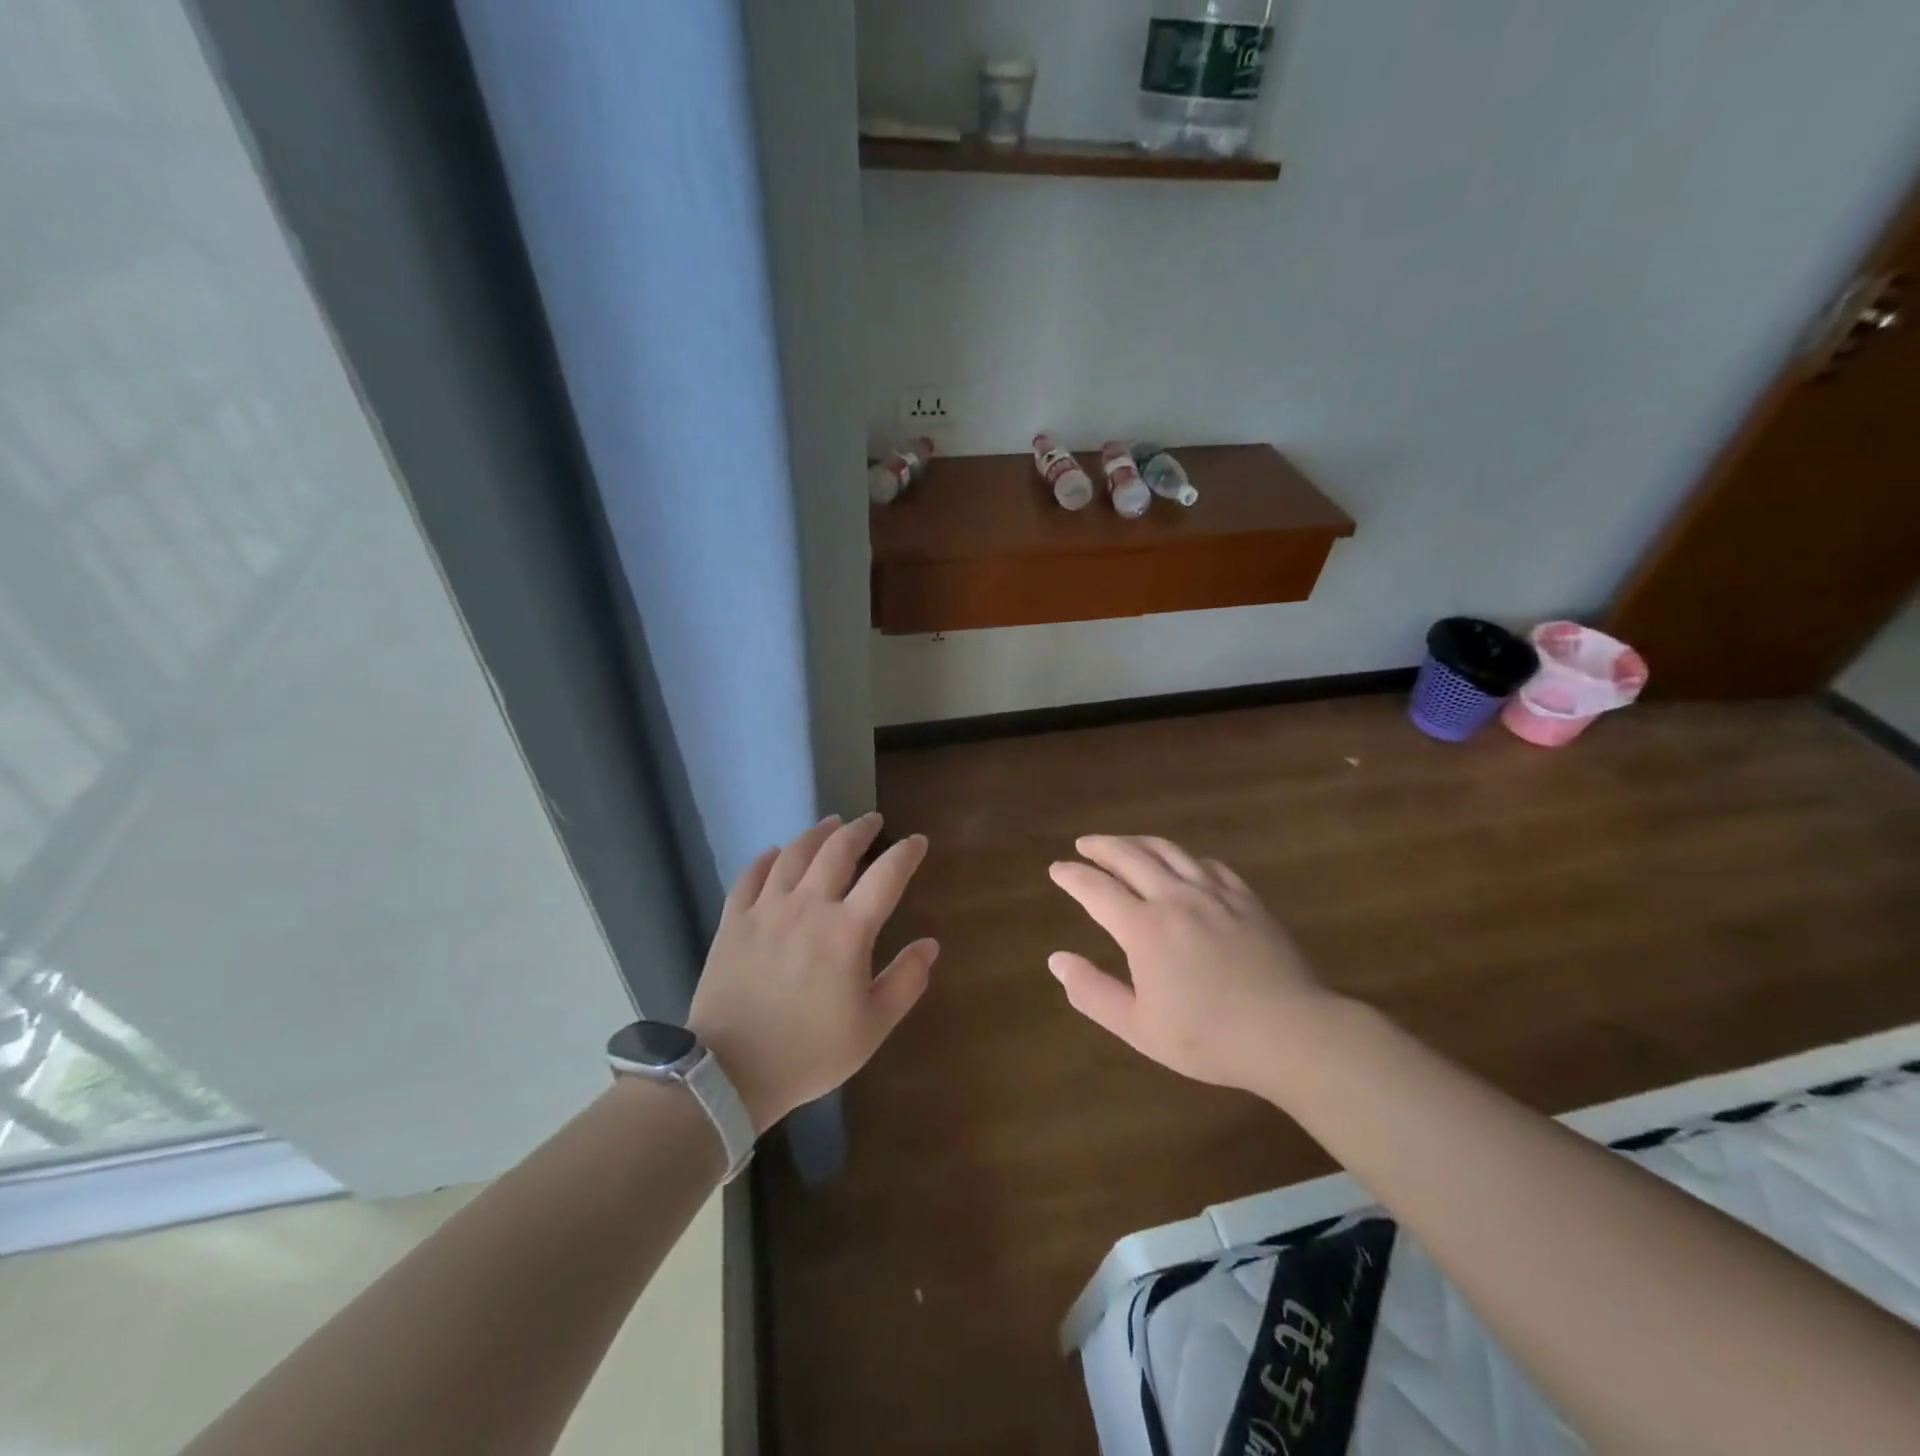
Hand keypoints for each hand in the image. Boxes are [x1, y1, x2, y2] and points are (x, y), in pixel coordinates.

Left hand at [688, 814, 936, 1132]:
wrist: (729, 1071)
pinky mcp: (733, 921)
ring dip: (817, 833)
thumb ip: (906, 982)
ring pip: (794, 853)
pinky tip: (775, 853)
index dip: (906, 853)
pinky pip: (751, 876)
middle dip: (860, 829)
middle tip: (872, 820)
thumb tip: (930, 945)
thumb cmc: (809, 1053)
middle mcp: (808, 906)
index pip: (886, 876)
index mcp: (847, 931)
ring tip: (831, 823)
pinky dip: (767, 859)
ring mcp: (766, 909)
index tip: (917, 842)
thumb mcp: (872, 1027)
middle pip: (837, 850)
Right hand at [1048, 835, 1334, 1093]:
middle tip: (1084, 844)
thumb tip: (1057, 959)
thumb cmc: (1209, 1038)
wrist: (1291, 1034)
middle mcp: (1175, 898)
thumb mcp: (1139, 1028)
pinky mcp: (1246, 899)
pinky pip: (1208, 865)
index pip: (1096, 888)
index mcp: (1144, 928)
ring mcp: (1214, 894)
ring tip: (1124, 843)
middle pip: (1130, 856)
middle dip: (1101, 847)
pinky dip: (1185, 858)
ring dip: (1139, 842)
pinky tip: (1183, 864)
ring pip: (1169, 851)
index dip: (1073, 876)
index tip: (1057, 869)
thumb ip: (1092, 992)